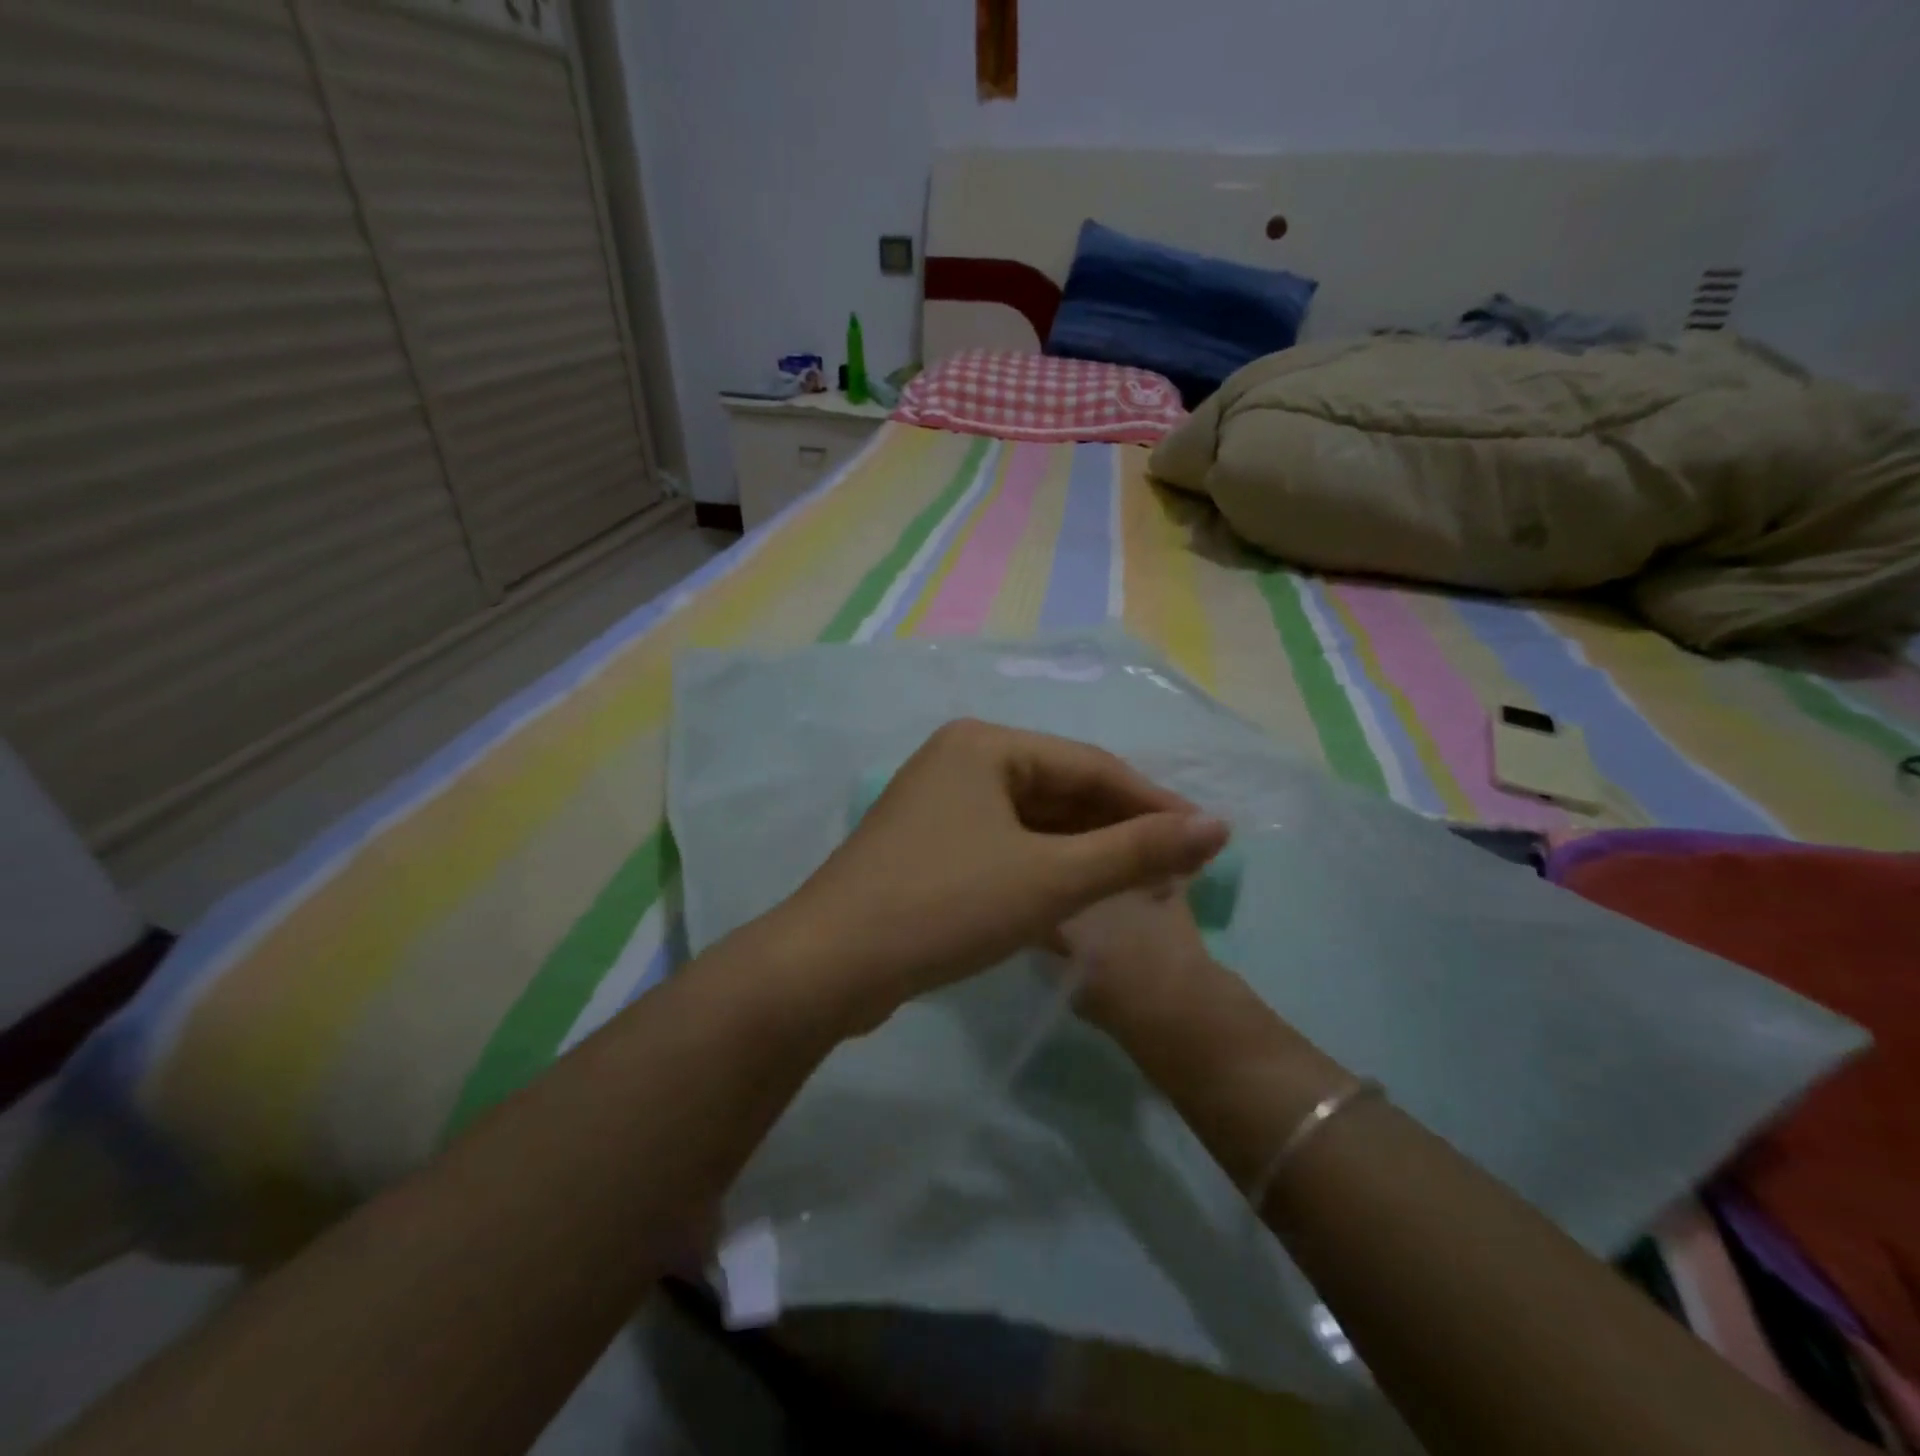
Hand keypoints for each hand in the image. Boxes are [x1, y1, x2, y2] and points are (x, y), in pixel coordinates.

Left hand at [780, 719, 1228, 1031]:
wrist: (830, 966)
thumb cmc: (945, 906)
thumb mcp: (1050, 879)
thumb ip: (1136, 851)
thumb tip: (1217, 826)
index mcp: (984, 744)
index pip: (1090, 765)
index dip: (1153, 803)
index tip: (1206, 841)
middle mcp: (960, 760)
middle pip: (1060, 790)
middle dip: (1118, 831)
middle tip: (1176, 872)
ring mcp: (939, 804)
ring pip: (1033, 821)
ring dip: (1085, 853)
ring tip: (1140, 889)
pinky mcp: (928, 846)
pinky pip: (1005, 844)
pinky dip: (1045, 868)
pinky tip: (1080, 897)